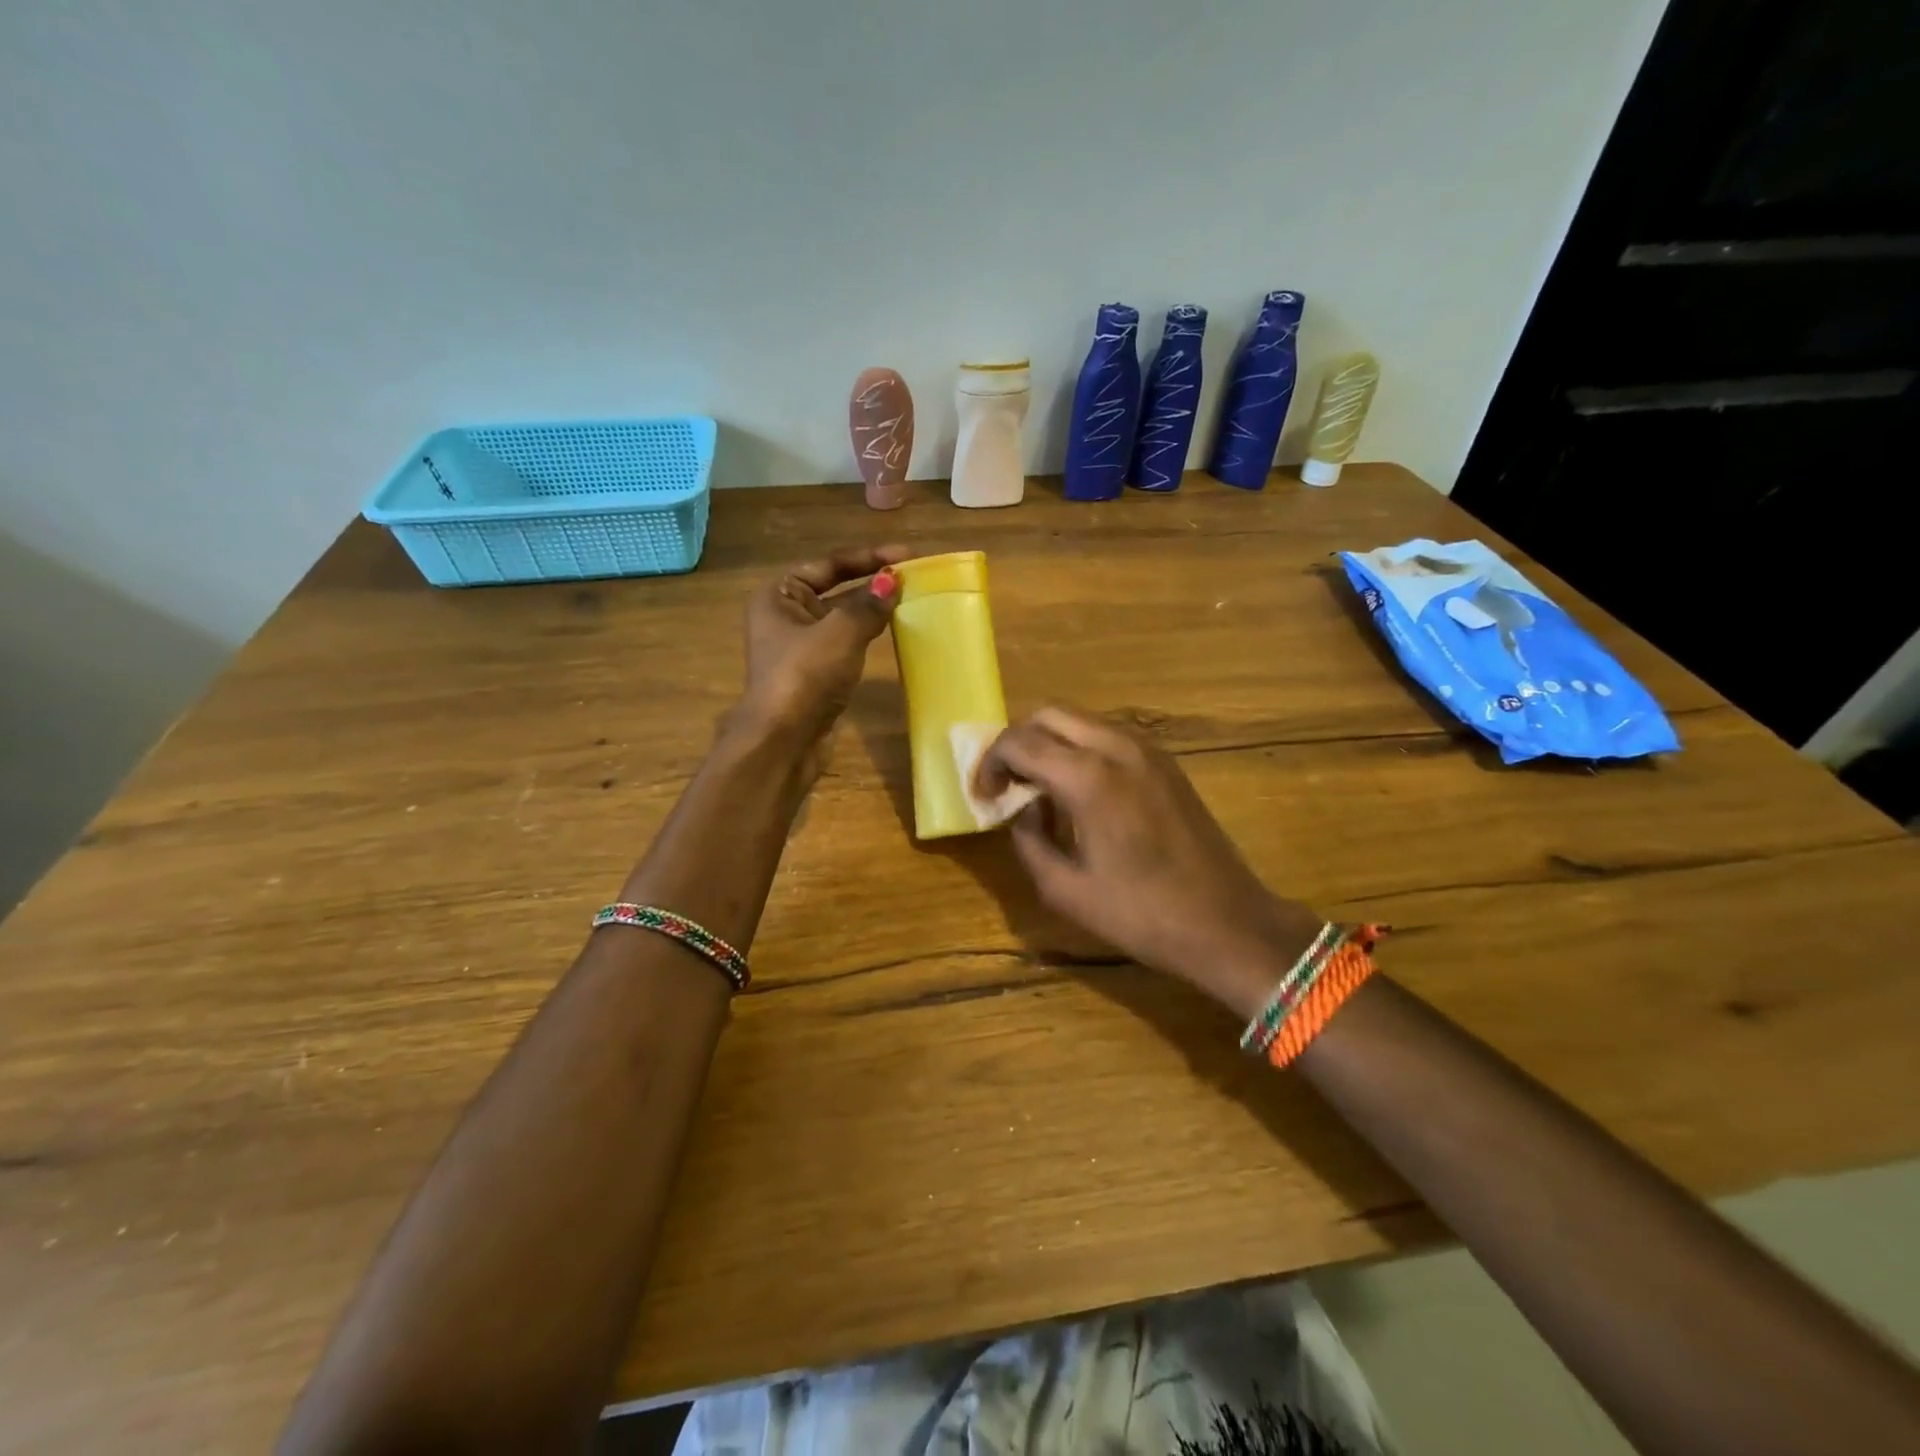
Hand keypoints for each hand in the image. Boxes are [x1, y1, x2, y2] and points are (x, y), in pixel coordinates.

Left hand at [732, 545, 910, 775]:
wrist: (784, 740)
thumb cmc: (805, 675)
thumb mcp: (840, 632)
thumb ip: (868, 605)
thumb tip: (891, 581)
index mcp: (779, 596)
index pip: (828, 565)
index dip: (867, 557)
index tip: (905, 555)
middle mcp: (786, 616)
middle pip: (835, 589)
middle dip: (872, 583)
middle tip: (913, 576)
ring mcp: (801, 647)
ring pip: (843, 619)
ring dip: (873, 610)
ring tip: (910, 600)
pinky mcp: (817, 673)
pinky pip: (847, 644)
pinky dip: (868, 636)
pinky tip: (894, 632)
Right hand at [977, 707, 1320, 1017]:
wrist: (1227, 922)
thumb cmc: (1142, 915)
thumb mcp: (1066, 890)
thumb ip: (1029, 841)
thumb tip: (1023, 810)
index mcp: (1088, 778)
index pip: (1019, 742)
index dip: (989, 764)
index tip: (983, 796)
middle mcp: (1117, 747)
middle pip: (1048, 714)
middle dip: (1017, 742)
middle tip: (1007, 784)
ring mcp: (1147, 749)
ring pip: (1080, 720)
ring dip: (1050, 742)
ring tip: (1039, 787)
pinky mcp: (1165, 761)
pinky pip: (1108, 735)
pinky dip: (1080, 748)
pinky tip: (1079, 791)